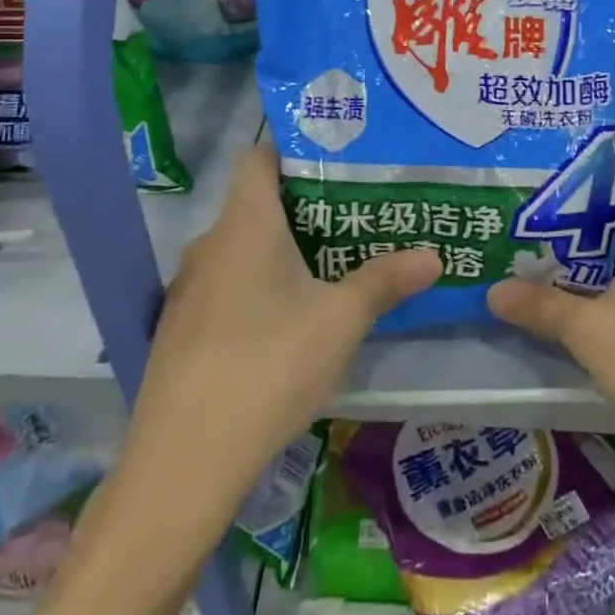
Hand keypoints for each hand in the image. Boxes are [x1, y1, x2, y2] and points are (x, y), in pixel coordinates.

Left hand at [120, 144, 441, 527]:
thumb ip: (385, 281)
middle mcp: (209, 245)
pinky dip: (257, 287)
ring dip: (281, 251)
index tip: (338, 161)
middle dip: (304, 207)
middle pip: (255, 204)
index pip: (258, 158)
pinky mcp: (180, 331)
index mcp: (245, 224)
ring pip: (241, 250)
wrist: (183, 463)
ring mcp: (188, 290)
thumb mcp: (341, 321)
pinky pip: (225, 287)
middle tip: (354, 216)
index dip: (294, 151)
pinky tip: (287, 323)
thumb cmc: (269, 366)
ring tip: (330, 265)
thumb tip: (434, 255)